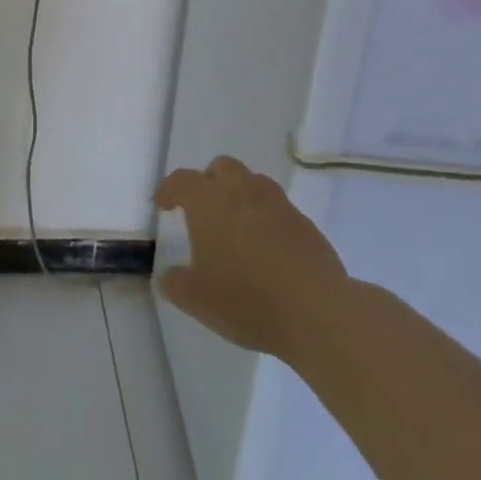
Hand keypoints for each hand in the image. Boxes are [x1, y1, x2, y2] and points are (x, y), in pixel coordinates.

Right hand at [154, 157, 349, 358]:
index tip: (162, 204)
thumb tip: (168, 276)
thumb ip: (175, 284)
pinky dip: (267, 219)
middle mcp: (241, 190)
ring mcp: (276, 202)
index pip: (180, 181)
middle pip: (221, 168)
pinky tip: (268, 249)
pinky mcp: (304, 222)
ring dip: (241, 196)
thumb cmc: (247, 299)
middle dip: (209, 182)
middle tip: (204, 210)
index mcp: (208, 200)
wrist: (317, 311)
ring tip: (238, 227)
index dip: (168, 190)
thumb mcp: (198, 300)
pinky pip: (278, 208)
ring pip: (253, 183)